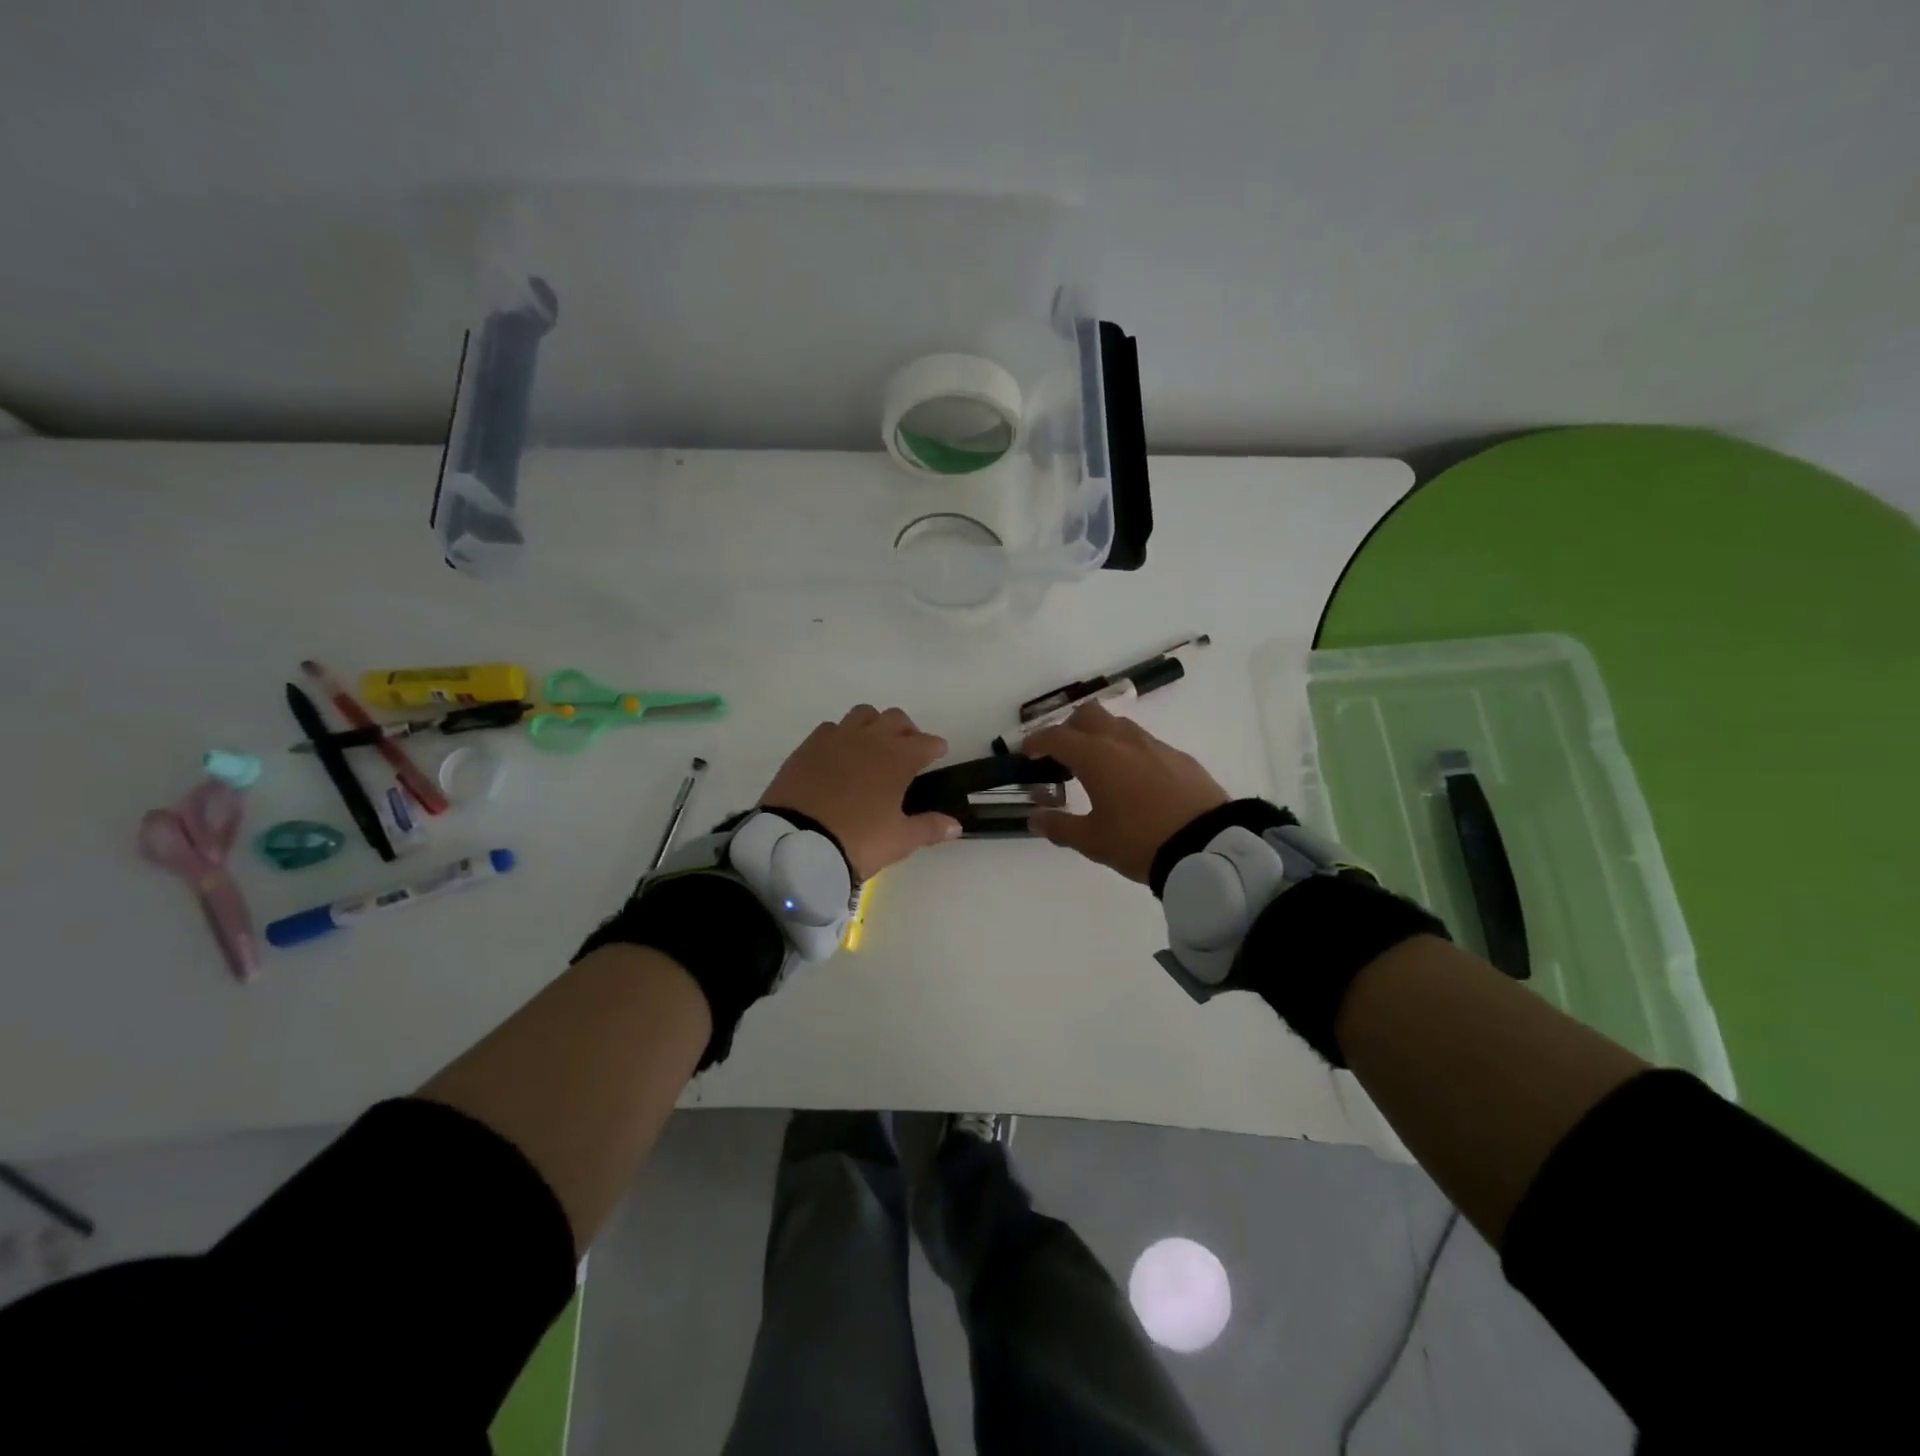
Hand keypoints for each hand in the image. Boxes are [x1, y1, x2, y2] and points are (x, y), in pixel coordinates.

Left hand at [761, 705, 961, 879]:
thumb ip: (929, 828)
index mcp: (898, 758)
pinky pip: (831, 728)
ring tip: (873, 748)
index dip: (935, 748)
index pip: (926, 742)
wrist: (796, 843)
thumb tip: (956, 825)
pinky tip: (840, 756)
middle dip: (907, 731)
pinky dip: (842, 736)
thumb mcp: (899, 840)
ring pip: (863, 715)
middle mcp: (870, 739)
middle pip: (895, 718)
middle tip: (907, 751)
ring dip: (874, 725)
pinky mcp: (808, 747)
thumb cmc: (858, 840)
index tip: (938, 754)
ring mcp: (836, 739)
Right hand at [1021, 701, 1228, 882]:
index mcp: (1096, 756)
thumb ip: (1060, 826)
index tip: (1027, 752)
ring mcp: (1155, 745)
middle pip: (1089, 715)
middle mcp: (1123, 741)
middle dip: (1070, 728)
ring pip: (1119, 726)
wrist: (1207, 845)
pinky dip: (1129, 752)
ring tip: (1098, 767)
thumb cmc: (1140, 841)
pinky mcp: (1179, 757)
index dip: (1037, 741)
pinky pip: (1145, 743)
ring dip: (1101, 737)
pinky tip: (1134, 781)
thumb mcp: (1093, 841)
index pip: (1057, 737)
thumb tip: (1035, 817)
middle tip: (1062, 753)